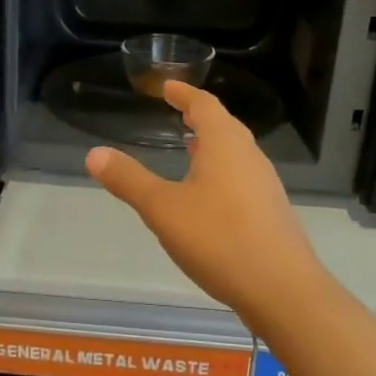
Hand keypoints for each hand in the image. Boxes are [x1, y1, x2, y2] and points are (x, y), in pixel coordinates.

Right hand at [84, 82, 333, 319]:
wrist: (282, 289)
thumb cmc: (219, 239)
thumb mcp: (163, 209)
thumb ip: (129, 180)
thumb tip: (94, 154)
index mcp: (225, 144)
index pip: (204, 105)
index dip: (183, 93)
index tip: (166, 86)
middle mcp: (249, 156)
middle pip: (224, 126)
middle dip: (200, 118)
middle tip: (178, 114)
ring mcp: (265, 185)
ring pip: (235, 153)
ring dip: (212, 146)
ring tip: (190, 151)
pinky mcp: (271, 212)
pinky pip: (242, 178)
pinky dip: (221, 173)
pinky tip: (208, 197)